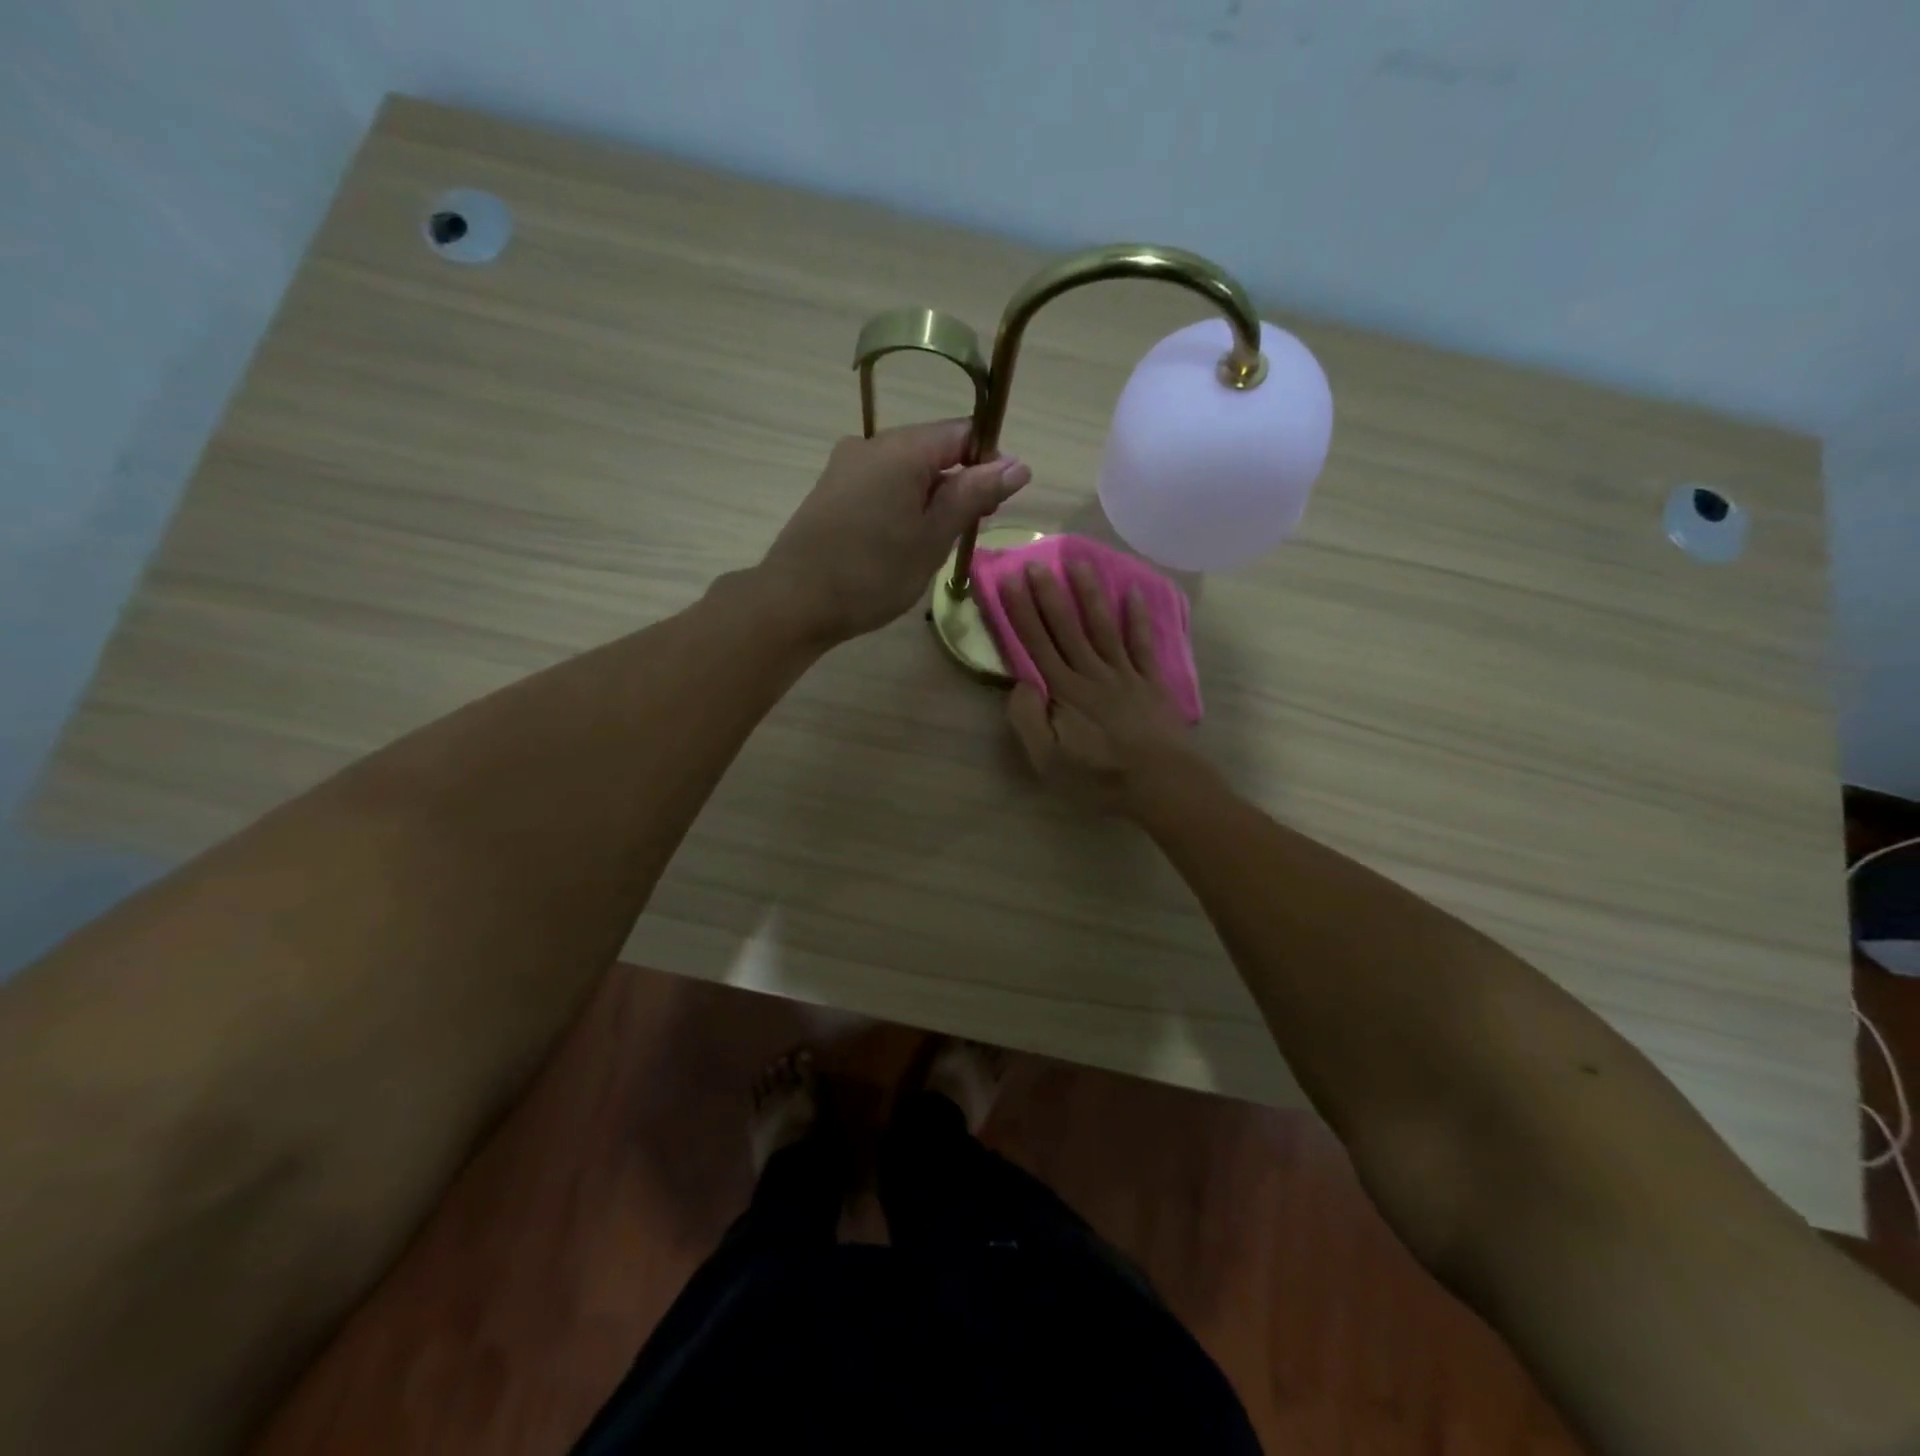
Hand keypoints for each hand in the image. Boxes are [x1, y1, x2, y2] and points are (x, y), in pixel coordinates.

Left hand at [761, 420, 1030, 644]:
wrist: (794, 601)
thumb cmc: (872, 573)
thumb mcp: (933, 537)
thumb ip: (974, 495)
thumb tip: (1017, 463)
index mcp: (901, 448)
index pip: (963, 432)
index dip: (988, 462)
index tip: (994, 506)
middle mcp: (871, 444)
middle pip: (933, 449)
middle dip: (959, 484)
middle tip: (965, 533)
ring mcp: (845, 465)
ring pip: (906, 470)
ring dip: (930, 499)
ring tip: (932, 544)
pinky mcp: (831, 489)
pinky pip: (881, 484)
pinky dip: (902, 505)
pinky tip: (900, 543)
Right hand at [999, 561, 1195, 810]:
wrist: (1160, 784)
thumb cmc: (1099, 777)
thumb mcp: (1048, 761)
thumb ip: (1029, 721)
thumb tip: (1020, 683)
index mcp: (1063, 692)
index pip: (1036, 644)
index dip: (1021, 612)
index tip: (1010, 580)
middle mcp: (1091, 673)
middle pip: (1066, 628)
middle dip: (1049, 594)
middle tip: (1037, 561)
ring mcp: (1124, 675)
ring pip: (1102, 627)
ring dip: (1090, 594)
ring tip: (1079, 562)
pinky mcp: (1150, 683)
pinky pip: (1142, 644)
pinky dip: (1138, 618)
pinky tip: (1134, 593)